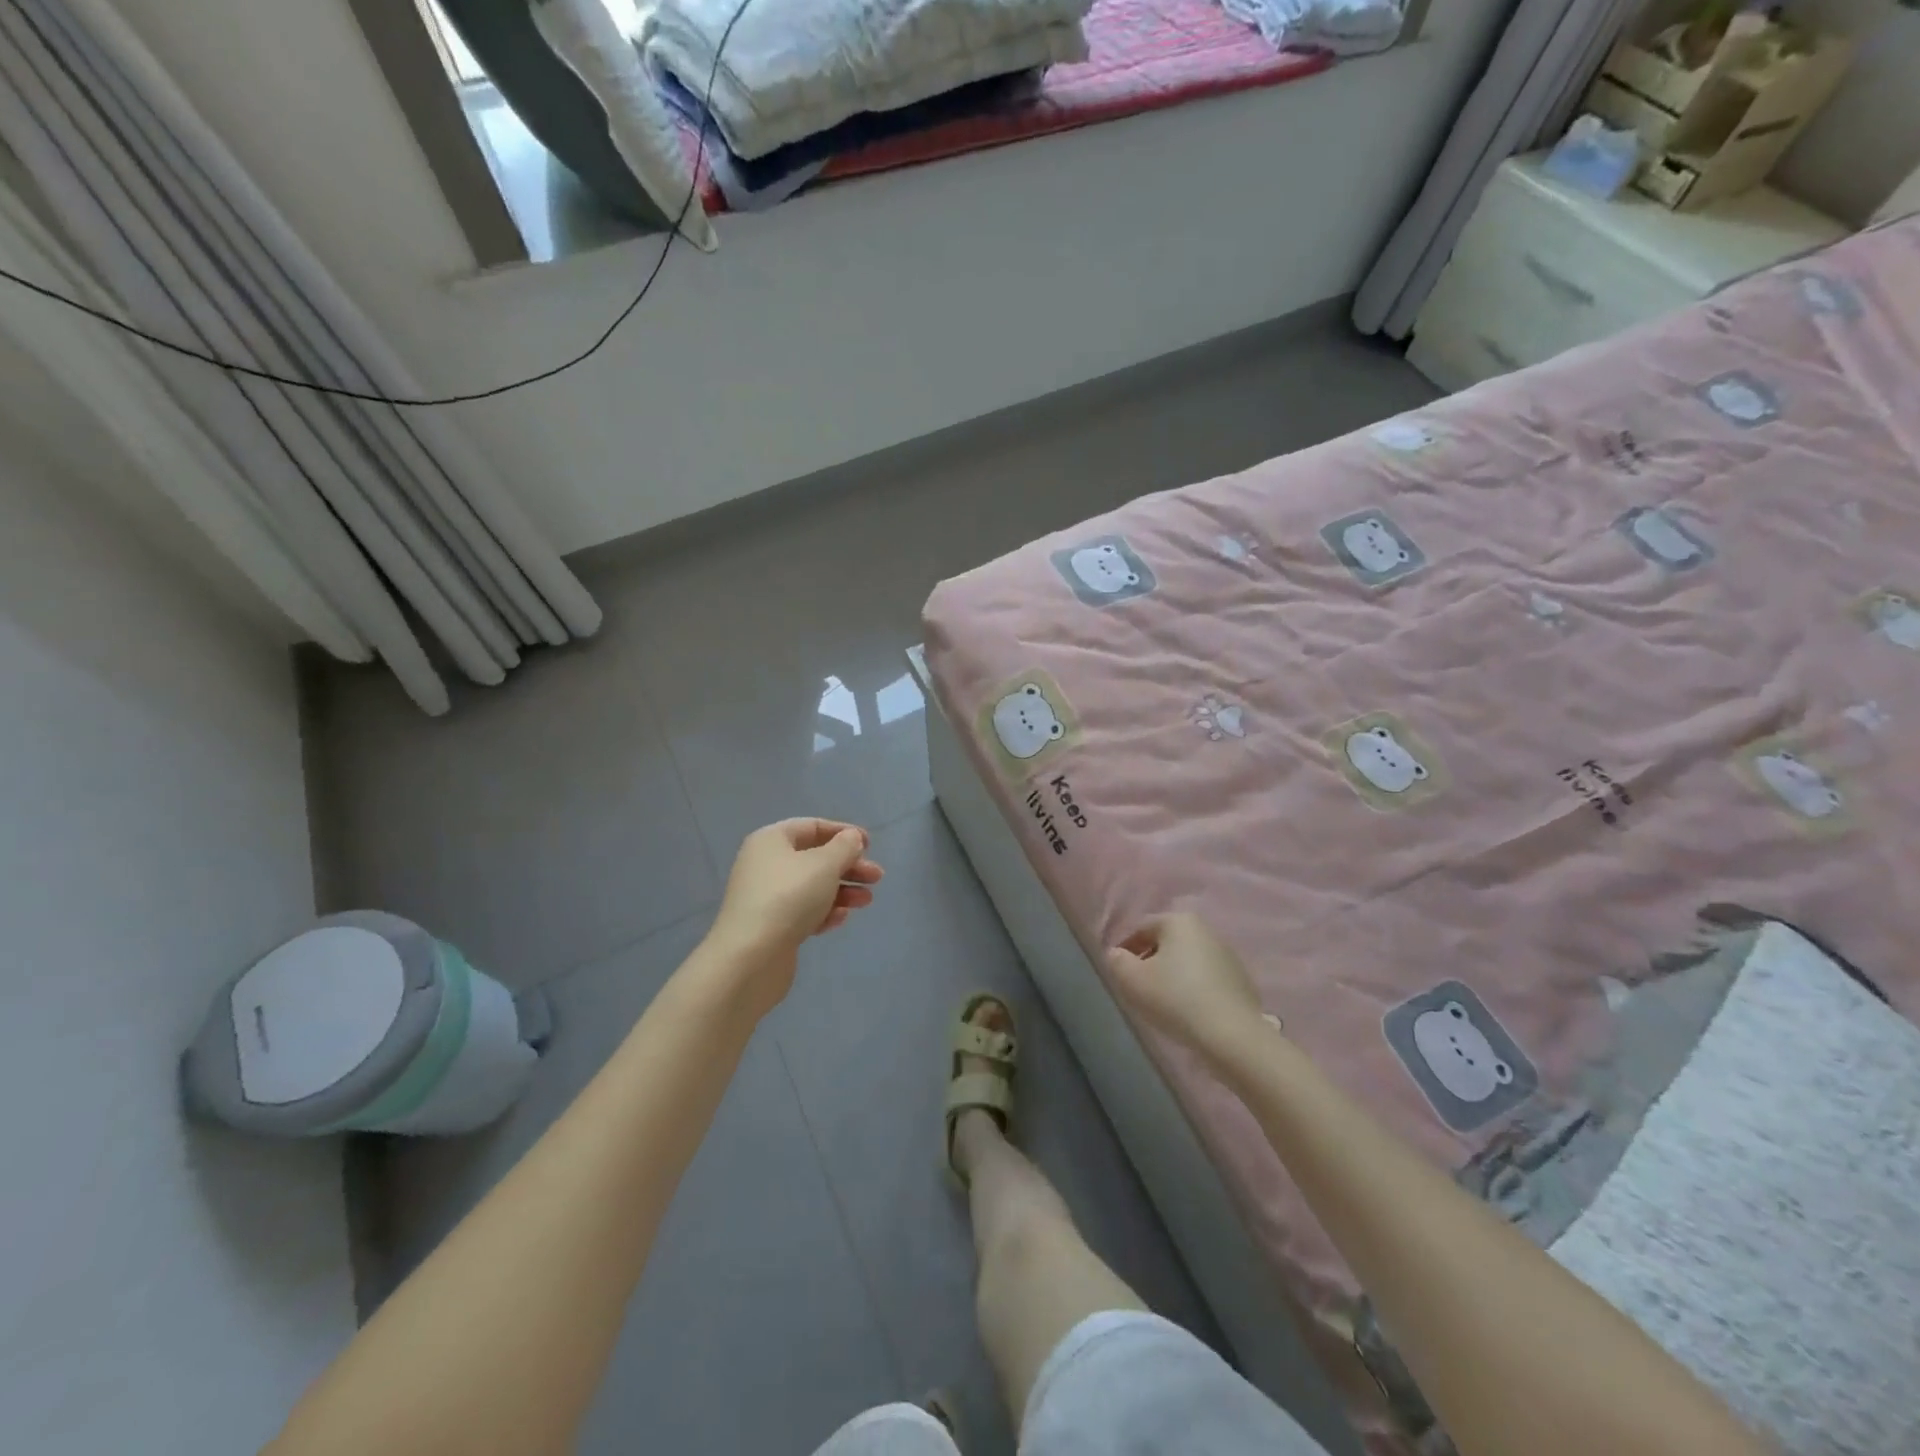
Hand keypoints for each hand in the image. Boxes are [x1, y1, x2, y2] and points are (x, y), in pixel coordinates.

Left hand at [705, 818, 882, 1015]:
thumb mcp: (824, 865)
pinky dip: (824, 912)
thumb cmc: (789, 898)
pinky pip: (803, 912)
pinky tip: (839, 920)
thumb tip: (851, 838)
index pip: (812, 827)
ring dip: (841, 891)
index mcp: (771, 840)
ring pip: (812, 887)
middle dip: (848, 866)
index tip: (869, 845)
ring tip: (866, 901)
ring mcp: (766, 897)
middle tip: (876, 877)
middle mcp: (765, 865)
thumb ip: (844, 847)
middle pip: (814, 858)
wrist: (750, 958)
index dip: (843, 832)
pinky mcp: (770, 927)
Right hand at [1106, 912, 1271, 1066]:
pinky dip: (1193, 988)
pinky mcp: (1241, 980)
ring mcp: (1227, 955)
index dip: (1125, 949)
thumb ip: (1117, 961)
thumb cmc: (1175, 999)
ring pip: (1187, 960)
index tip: (1119, 972)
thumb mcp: (1132, 980)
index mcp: (1179, 921)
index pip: (1141, 929)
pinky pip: (1206, 978)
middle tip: (1138, 986)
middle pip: (1166, 942)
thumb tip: (1118, 955)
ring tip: (1162, 1001)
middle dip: (1150, 960)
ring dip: (1172, 974)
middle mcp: (1205, 929)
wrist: (1232, 1035)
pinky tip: (1187, 1010)